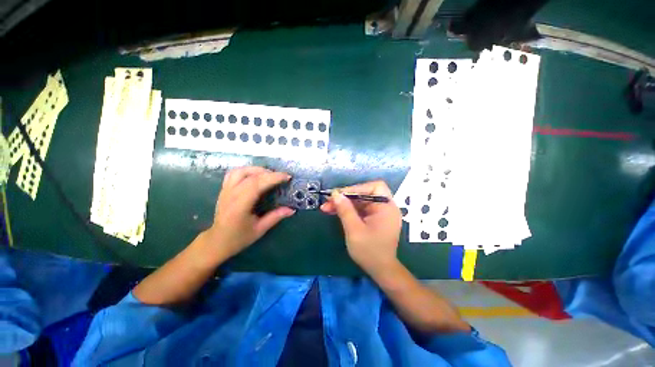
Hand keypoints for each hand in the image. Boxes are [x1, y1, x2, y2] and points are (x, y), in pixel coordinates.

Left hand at [205, 167, 294, 259]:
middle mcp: (231, 194)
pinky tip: (255, 175)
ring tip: (269, 174)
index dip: (273, 178)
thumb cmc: (238, 238)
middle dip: (269, 173)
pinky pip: (234, 173)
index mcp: (239, 205)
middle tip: (282, 176)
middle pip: (250, 176)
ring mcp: (225, 190)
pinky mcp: (224, 189)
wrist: (217, 241)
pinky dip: (247, 171)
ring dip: (257, 169)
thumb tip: (292, 209)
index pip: (256, 184)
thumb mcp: (259, 229)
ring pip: (240, 171)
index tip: (287, 177)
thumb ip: (275, 217)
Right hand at [321, 181, 401, 274]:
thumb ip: (345, 210)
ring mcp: (379, 212)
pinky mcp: (373, 218)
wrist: (380, 270)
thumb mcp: (354, 230)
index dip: (357, 188)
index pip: (374, 187)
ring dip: (344, 203)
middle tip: (328, 202)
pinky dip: (348, 210)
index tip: (341, 195)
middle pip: (364, 194)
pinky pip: (360, 209)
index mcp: (387, 207)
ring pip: (359, 201)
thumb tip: (335, 194)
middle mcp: (385, 207)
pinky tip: (335, 212)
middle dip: (345, 197)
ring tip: (326, 207)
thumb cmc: (370, 251)